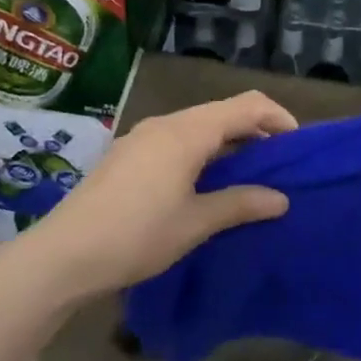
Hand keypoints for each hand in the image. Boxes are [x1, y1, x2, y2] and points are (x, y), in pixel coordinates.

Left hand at [24, 90, 298, 298]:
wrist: (63, 254)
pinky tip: (204, 183)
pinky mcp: (128, 154)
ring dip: (228, 143)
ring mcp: (143, 137)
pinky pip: (177, 140)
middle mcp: (166, 124)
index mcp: (187, 132)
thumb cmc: (137, 235)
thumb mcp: (196, 223)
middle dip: (255, 131)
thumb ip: (241, 204)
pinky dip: (202, 152)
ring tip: (246, 176)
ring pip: (198, 126)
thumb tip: (281, 199)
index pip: (246, 105)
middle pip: (222, 112)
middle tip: (277, 165)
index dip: (277, 118)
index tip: (297, 146)